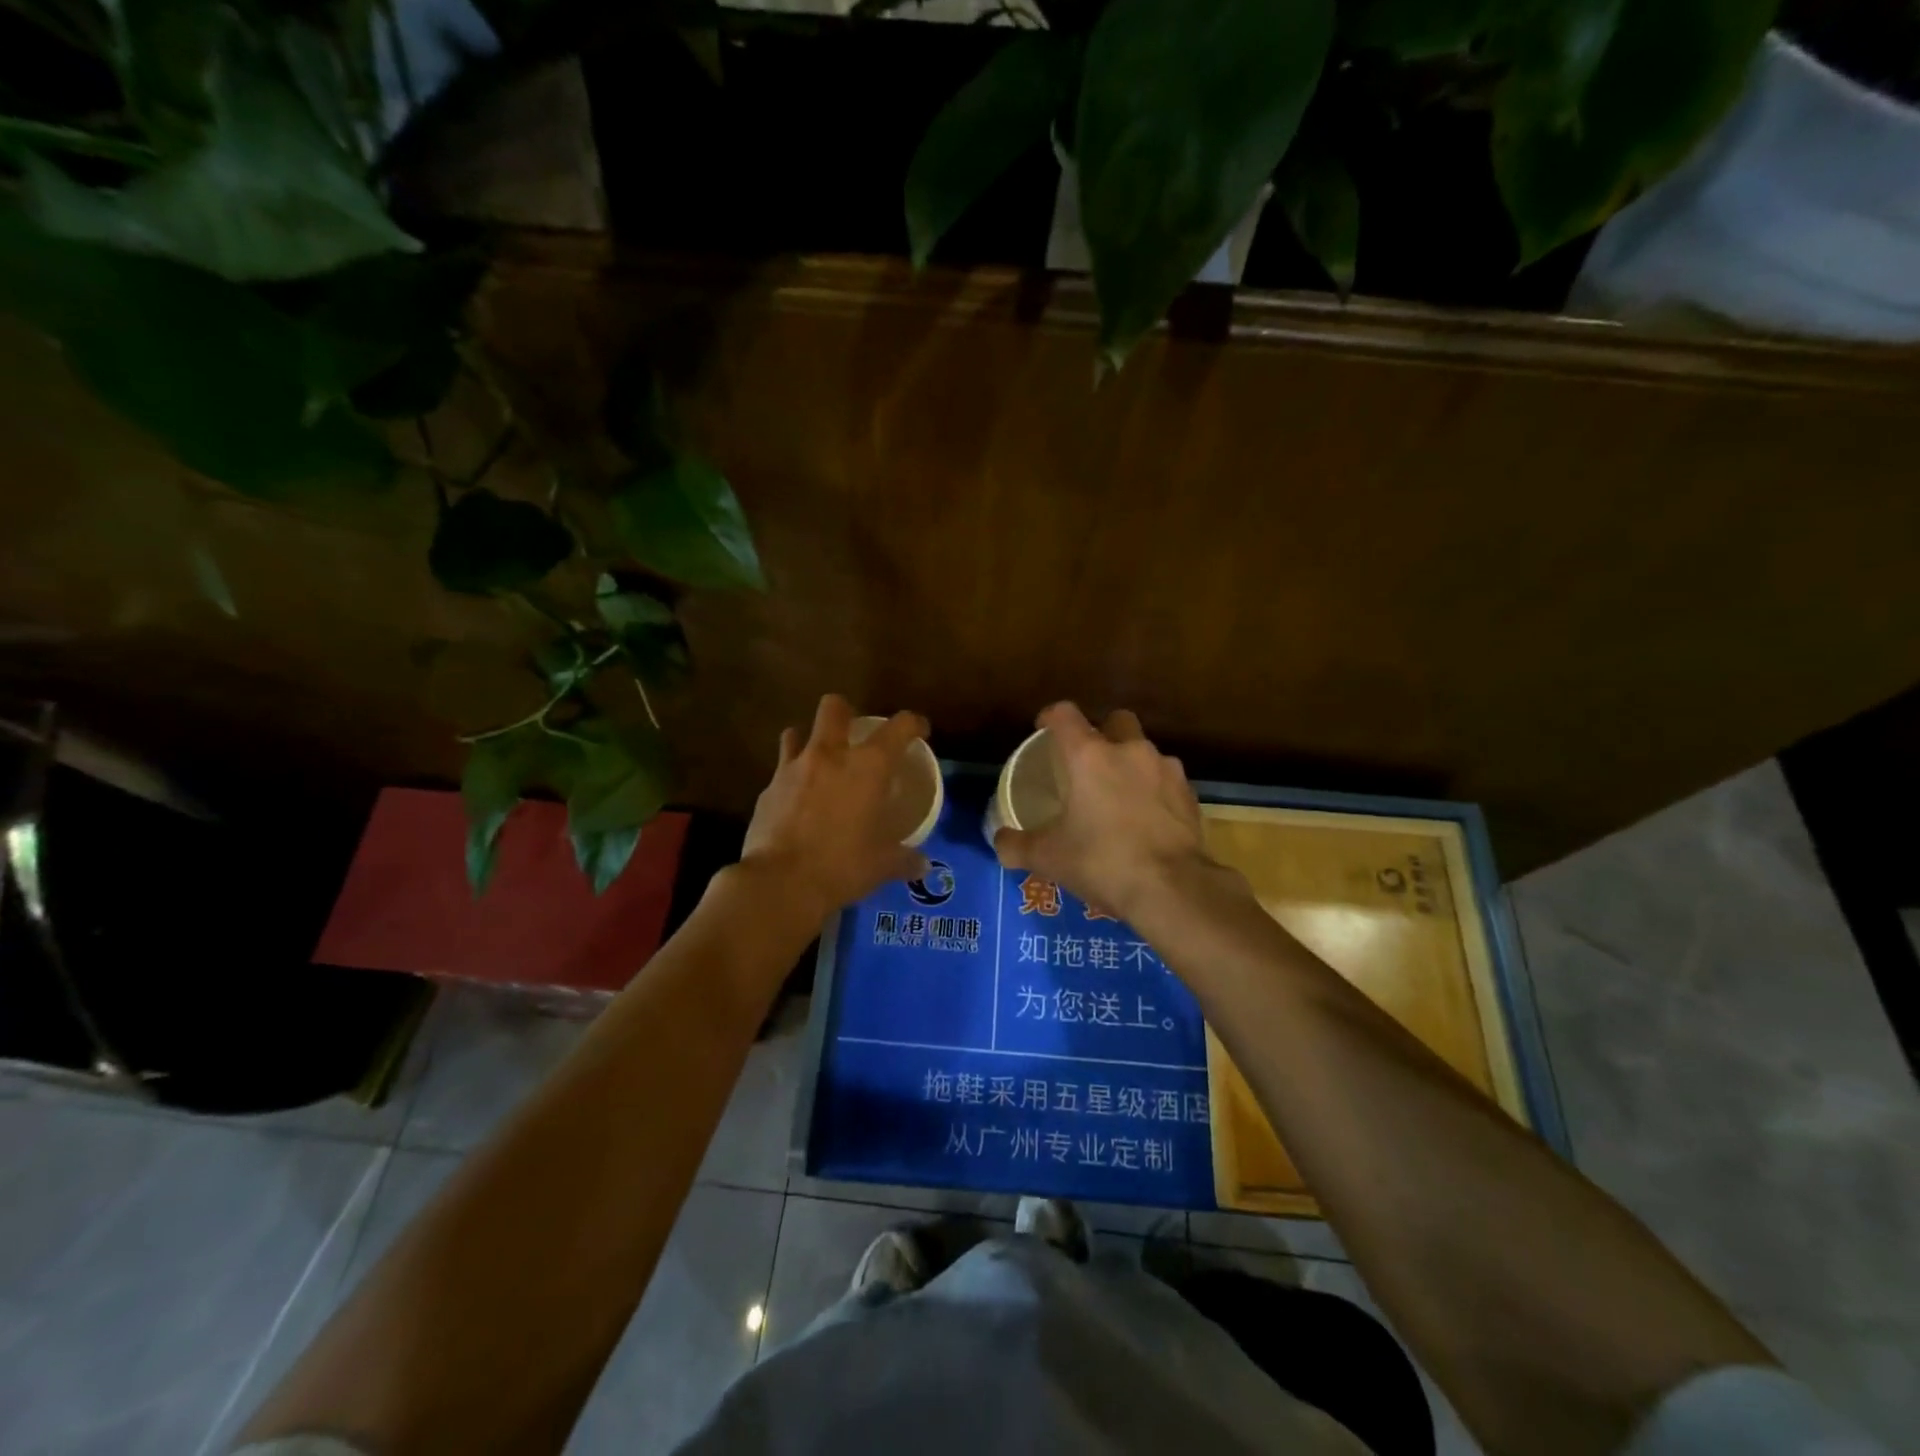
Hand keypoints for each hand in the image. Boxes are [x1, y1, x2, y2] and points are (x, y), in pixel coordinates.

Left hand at [739, 694, 931, 924]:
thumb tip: (922, 864)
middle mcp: (830, 755)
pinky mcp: (767, 790)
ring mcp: (792, 769)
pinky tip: (796, 803)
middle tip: (853, 733)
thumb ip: (905, 859)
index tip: (919, 731)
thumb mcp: (883, 865)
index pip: (899, 727)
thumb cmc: (843, 865)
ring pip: (796, 732)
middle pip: (834, 707)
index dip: (913, 723)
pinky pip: (780, 772)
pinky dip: (790, 781)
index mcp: (868, 766)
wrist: (781, 883)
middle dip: (845, 712)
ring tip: (818, 762)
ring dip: (808, 740)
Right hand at [993, 703, 1216, 922]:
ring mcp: (1166, 770)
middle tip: (1089, 763)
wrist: (1172, 890)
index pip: (1065, 715)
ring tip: (1120, 798)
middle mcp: (1130, 751)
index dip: (1051, 717)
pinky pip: (1166, 782)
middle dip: (1102, 733)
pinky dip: (1155, 793)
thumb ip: (1016, 845)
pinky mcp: (1190, 795)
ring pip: (1144, 753)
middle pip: (1116, 721)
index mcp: (1090, 756)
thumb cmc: (1102, 862)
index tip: (1043, 729)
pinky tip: (1147, 821)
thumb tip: (999, 841)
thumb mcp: (1048, 858)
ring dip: (1131, 766)